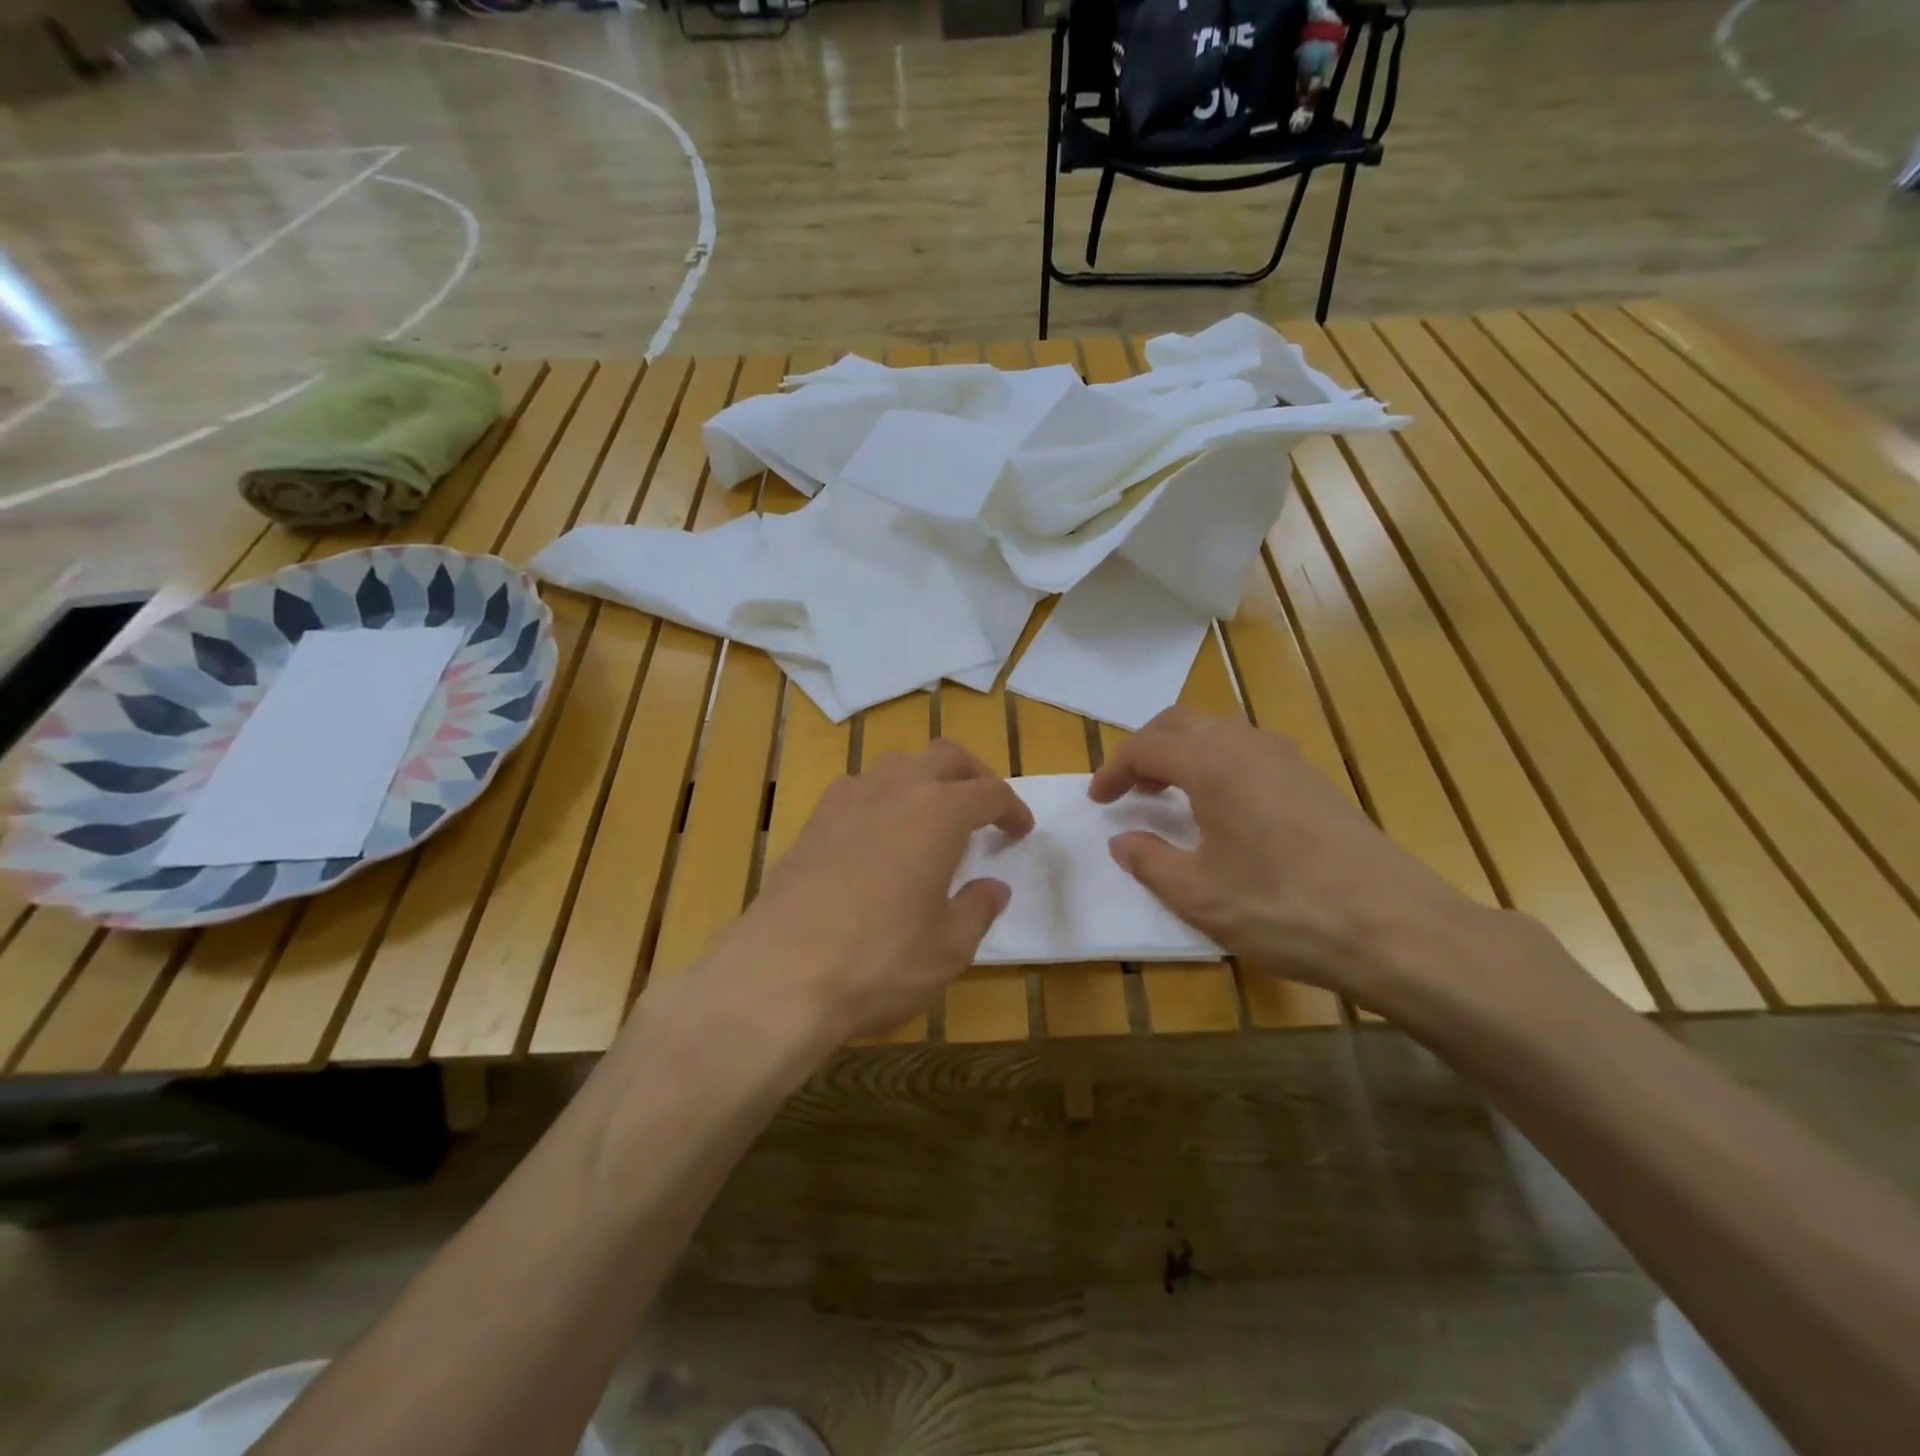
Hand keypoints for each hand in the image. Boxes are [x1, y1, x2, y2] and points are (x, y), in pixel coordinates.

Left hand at [720, 740, 1032, 1044]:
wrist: (780, 974)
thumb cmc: (881, 960)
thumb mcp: (949, 947)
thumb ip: (978, 909)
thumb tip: (993, 887)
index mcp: (939, 813)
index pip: (989, 792)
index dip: (1012, 808)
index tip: (1021, 830)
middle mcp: (895, 791)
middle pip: (944, 757)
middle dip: (972, 773)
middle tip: (985, 804)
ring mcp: (847, 801)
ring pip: (896, 764)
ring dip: (924, 777)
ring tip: (932, 812)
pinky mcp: (812, 822)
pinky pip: (857, 787)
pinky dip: (882, 795)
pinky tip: (878, 831)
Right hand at [1089, 708, 1483, 1007]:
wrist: (1397, 930)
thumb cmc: (1283, 909)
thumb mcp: (1198, 895)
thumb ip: (1149, 860)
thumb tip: (1123, 840)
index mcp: (1213, 763)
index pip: (1147, 746)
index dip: (1113, 770)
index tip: (1098, 802)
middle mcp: (1249, 745)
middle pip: (1182, 723)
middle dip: (1146, 750)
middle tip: (1129, 790)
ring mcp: (1289, 758)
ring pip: (1220, 733)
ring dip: (1184, 754)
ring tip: (1169, 797)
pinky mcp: (1316, 780)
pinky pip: (1249, 752)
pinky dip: (1218, 766)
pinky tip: (1222, 811)